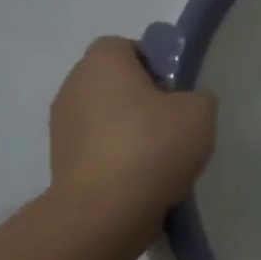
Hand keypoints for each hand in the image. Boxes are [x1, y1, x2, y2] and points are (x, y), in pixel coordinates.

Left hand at [49, 36, 216, 216]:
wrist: (104, 212)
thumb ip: (198, 97)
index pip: (126, 47)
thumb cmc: (152, 146)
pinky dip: (117, 158)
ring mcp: (61, 128)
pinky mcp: (61, 164)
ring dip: (128, 130)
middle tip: (174, 122)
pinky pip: (97, 149)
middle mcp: (73, 86)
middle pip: (114, 82)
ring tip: (161, 157)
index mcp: (102, 62)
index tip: (176, 90)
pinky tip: (143, 179)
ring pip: (105, 117)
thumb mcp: (200, 112)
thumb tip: (187, 103)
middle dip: (142, 98)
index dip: (154, 63)